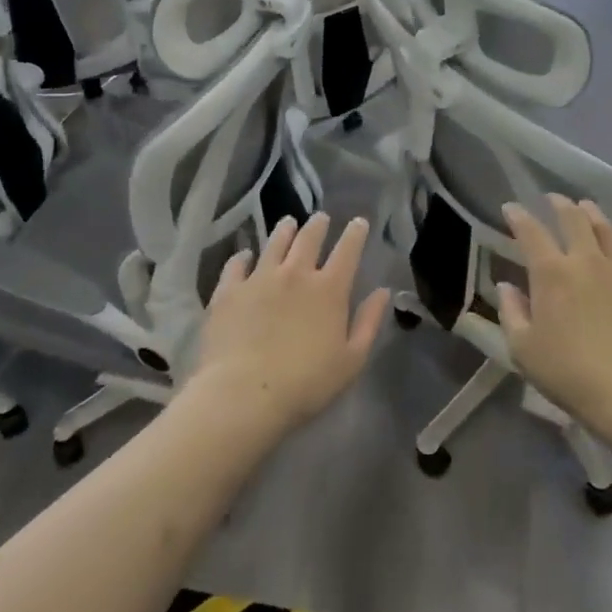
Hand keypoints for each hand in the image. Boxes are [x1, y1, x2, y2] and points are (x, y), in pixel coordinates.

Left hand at [191, 213, 389, 439]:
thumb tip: (383, 291)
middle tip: (320, 218)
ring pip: (274, 243)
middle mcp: (295, 273)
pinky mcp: (229, 290)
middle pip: (309, 238)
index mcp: (329, 289)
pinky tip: (244, 256)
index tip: (358, 222)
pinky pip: (237, 264)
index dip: (355, 233)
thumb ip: (369, 322)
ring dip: (284, 230)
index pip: (347, 250)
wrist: (244, 394)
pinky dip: (243, 257)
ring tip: (288, 223)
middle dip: (318, 225)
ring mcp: (259, 278)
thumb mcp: (351, 361)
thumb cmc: (306, 384)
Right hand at [497, 195, 611, 434]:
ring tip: (587, 208)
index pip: (530, 231)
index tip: (511, 208)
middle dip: (559, 203)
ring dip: (593, 214)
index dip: (518, 216)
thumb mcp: (524, 350)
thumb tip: (506, 287)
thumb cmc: (571, 374)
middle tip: (552, 199)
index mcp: (552, 273)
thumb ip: (512, 313)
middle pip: (573, 218)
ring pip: (607, 230)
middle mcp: (587, 260)